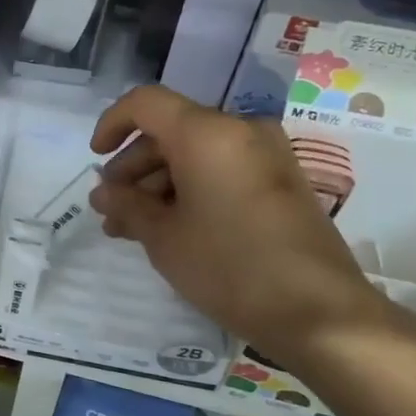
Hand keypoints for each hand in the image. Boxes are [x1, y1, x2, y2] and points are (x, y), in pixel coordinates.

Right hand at [87, 85, 394, 364]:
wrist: (320, 312)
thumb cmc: (229, 266)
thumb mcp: (163, 237)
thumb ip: (126, 205)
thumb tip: (103, 193)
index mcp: (207, 133)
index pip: (146, 103)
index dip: (112, 123)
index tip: (95, 158)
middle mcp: (240, 131)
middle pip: (171, 132)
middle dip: (133, 168)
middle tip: (110, 210)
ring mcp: (266, 156)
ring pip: (195, 155)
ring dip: (159, 185)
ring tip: (133, 228)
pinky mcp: (281, 183)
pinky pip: (222, 171)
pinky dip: (191, 190)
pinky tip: (171, 228)